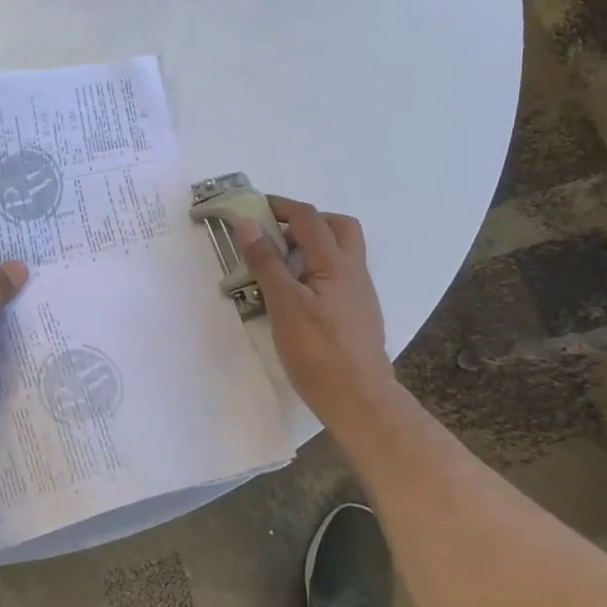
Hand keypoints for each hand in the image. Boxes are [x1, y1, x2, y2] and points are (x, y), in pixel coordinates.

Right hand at [234, 198, 398, 421]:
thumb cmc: (317, 351)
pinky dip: (314, 272)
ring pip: (340, 253)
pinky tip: (295, 296)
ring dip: (311, 247)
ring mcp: (358, 295)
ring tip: (278, 267)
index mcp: (335, 263)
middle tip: (276, 236)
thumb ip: (266, 261)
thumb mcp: (283, 303)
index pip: (309, 218)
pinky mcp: (356, 315)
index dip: (280, 206)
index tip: (251, 209)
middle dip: (306, 222)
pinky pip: (336, 277)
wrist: (358, 400)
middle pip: (337, 227)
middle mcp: (353, 272)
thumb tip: (248, 222)